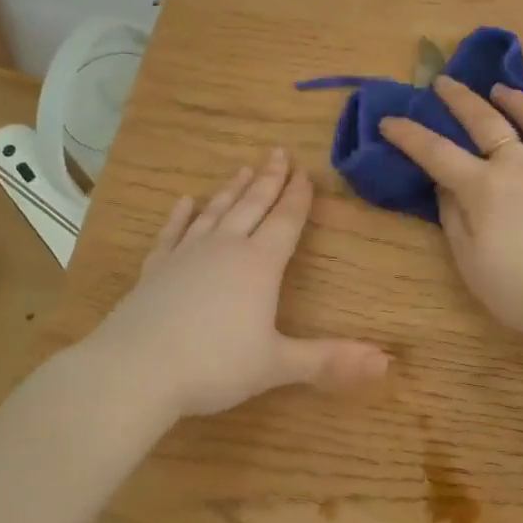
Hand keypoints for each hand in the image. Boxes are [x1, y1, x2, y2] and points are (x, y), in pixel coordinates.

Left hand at [90, 149, 390, 418]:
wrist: (135, 370)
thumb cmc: (214, 366)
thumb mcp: (277, 365)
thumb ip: (329, 360)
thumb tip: (386, 363)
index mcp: (259, 265)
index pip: (285, 222)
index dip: (298, 197)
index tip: (306, 172)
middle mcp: (224, 249)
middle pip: (252, 206)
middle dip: (269, 180)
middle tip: (278, 153)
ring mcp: (186, 255)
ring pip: (215, 212)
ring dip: (231, 190)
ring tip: (243, 169)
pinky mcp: (154, 269)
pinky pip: (172, 233)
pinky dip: (181, 216)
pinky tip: (185, 202)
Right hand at [379, 76, 522, 341]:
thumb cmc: (518, 290)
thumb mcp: (469, 261)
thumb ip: (454, 219)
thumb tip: (445, 187)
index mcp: (485, 187)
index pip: (437, 153)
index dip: (410, 135)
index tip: (390, 120)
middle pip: (488, 122)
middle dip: (461, 100)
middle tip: (445, 82)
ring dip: (520, 101)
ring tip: (503, 90)